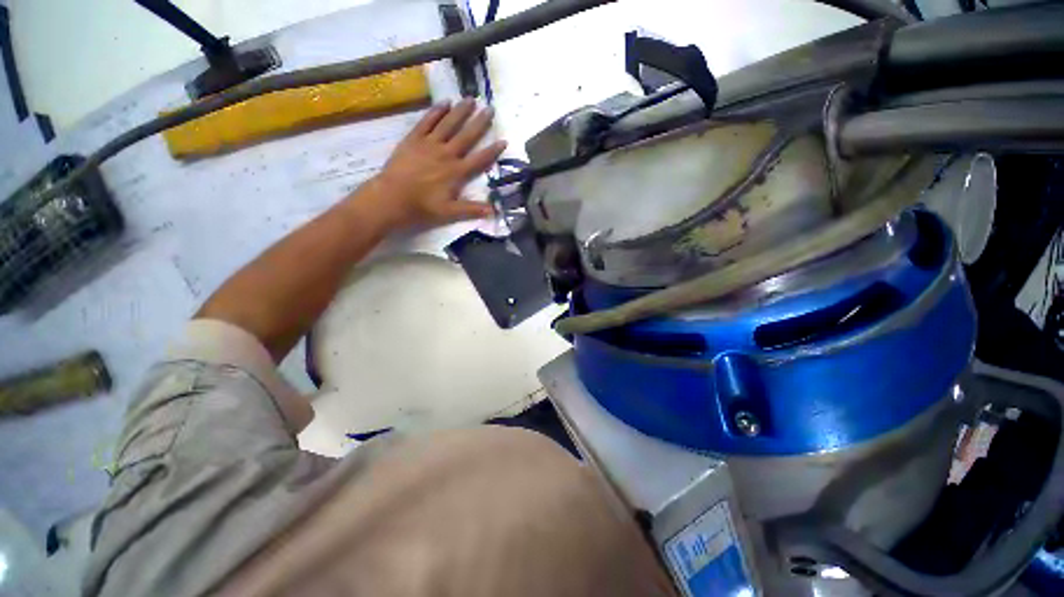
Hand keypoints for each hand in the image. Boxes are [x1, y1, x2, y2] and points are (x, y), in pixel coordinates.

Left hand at [362, 99, 505, 228]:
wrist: (392, 198)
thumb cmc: (422, 207)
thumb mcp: (450, 212)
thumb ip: (472, 209)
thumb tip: (494, 210)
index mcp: (457, 172)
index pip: (480, 159)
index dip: (492, 151)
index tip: (503, 140)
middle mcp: (446, 154)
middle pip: (466, 136)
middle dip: (480, 123)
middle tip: (490, 109)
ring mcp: (429, 144)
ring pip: (448, 124)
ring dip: (460, 111)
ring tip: (470, 99)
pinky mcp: (414, 139)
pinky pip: (427, 121)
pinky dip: (436, 111)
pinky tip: (444, 103)